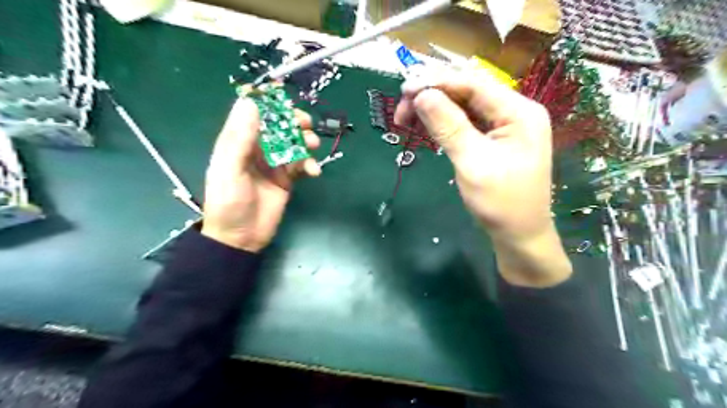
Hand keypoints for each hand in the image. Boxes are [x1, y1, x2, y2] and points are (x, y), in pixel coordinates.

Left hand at [202, 98, 319, 252]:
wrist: (241, 237)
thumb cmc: (229, 202)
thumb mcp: (229, 169)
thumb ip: (239, 138)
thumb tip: (250, 102)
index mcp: (239, 142)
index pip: (254, 115)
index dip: (269, 104)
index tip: (286, 100)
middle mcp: (258, 149)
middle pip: (279, 127)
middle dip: (293, 122)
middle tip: (306, 123)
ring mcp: (274, 164)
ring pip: (293, 143)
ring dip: (305, 141)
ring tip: (312, 146)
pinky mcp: (288, 179)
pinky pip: (302, 165)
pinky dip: (311, 165)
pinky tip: (314, 172)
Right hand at [395, 69, 570, 287]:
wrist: (518, 236)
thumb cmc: (501, 203)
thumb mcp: (473, 164)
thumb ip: (448, 127)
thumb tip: (422, 95)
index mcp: (519, 112)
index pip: (474, 84)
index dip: (438, 82)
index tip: (405, 89)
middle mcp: (514, 112)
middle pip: (467, 93)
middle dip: (433, 97)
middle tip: (401, 109)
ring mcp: (504, 126)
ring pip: (463, 107)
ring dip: (434, 110)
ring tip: (405, 120)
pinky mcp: (493, 140)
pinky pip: (464, 124)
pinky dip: (442, 124)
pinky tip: (422, 128)